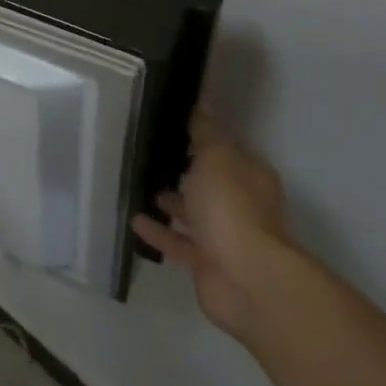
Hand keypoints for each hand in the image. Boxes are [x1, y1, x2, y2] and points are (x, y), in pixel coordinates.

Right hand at [132, 109, 294, 339]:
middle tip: (152, 155)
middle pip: (211, 182)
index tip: (173, 128)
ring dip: (172, 202)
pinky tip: (135, 221)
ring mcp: (227, 237)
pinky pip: (180, 242)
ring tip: (141, 185)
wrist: (246, 280)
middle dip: (186, 171)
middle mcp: (242, 204)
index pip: (225, 149)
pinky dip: (160, 232)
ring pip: (196, 213)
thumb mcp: (216, 157)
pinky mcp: (209, 264)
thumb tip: (201, 105)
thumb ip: (205, 133)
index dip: (202, 138)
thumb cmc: (231, 208)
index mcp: (249, 175)